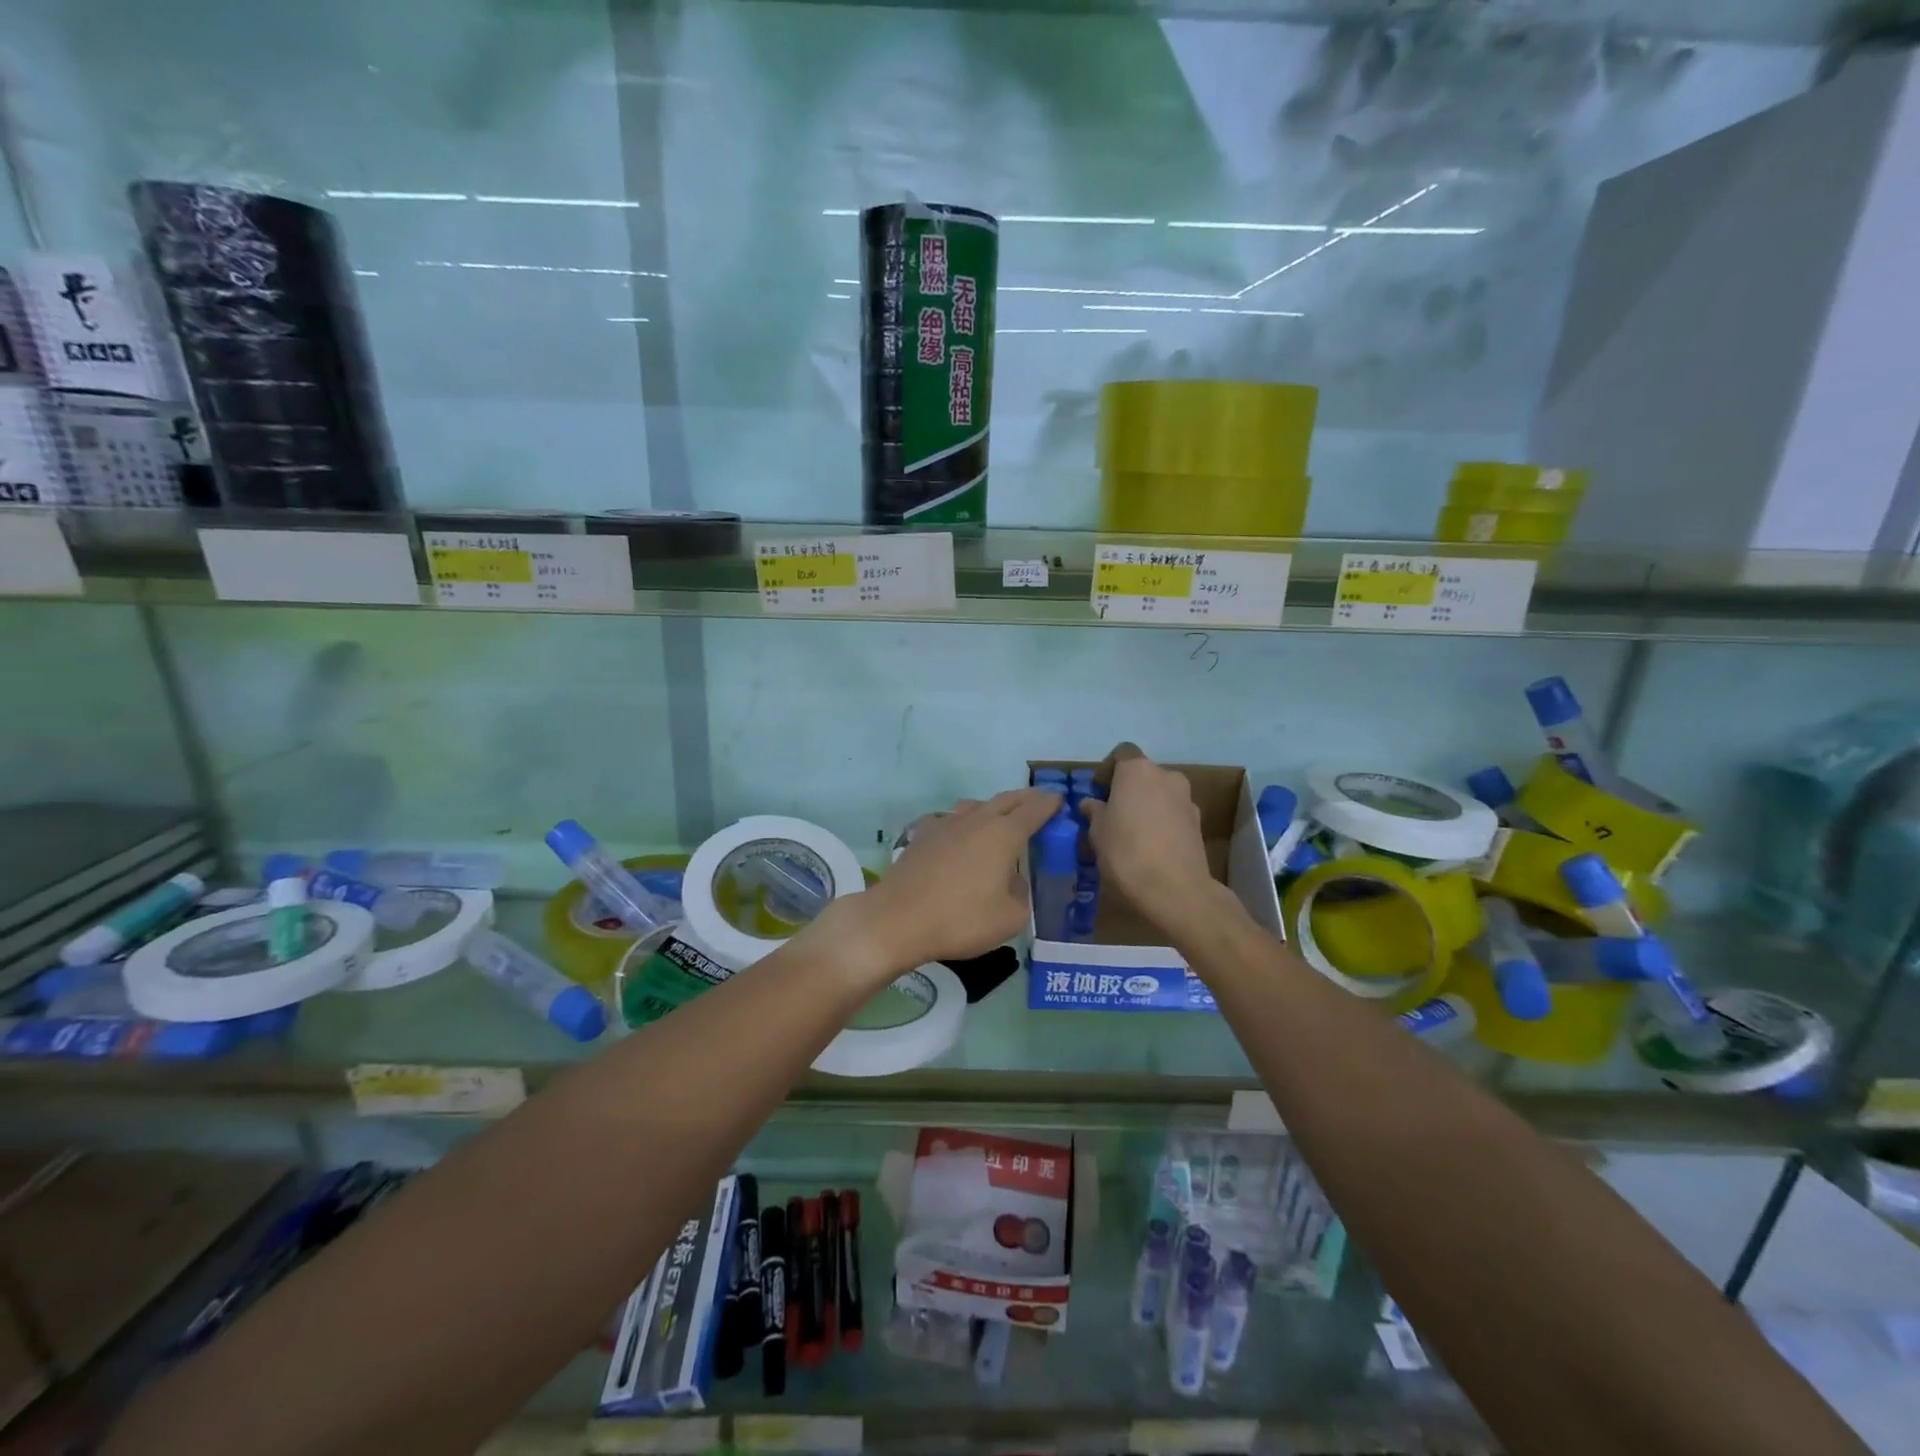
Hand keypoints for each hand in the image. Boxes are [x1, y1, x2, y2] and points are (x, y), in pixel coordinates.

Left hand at [820, 788, 1060, 986]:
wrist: (897, 919)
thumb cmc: (960, 919)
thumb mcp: (1010, 919)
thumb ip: (1021, 895)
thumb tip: (1013, 882)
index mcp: (1004, 834)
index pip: (1035, 809)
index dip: (1050, 804)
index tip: (1060, 802)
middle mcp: (976, 819)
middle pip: (1006, 800)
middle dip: (1026, 799)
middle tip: (1039, 803)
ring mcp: (946, 824)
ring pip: (976, 806)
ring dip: (993, 807)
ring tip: (1000, 819)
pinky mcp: (922, 835)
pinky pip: (949, 820)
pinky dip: (962, 823)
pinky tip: (958, 837)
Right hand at [1082, 744, 1224, 937]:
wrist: (1176, 889)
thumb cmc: (1127, 852)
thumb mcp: (1097, 832)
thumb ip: (1094, 811)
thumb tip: (1092, 804)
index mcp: (1138, 770)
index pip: (1121, 754)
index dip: (1108, 770)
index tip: (1098, 793)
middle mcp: (1166, 776)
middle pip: (1143, 775)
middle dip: (1128, 790)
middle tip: (1112, 815)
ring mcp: (1187, 800)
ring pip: (1160, 795)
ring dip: (1146, 807)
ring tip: (1131, 835)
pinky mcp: (1199, 824)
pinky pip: (1173, 815)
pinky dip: (1161, 823)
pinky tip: (1150, 848)